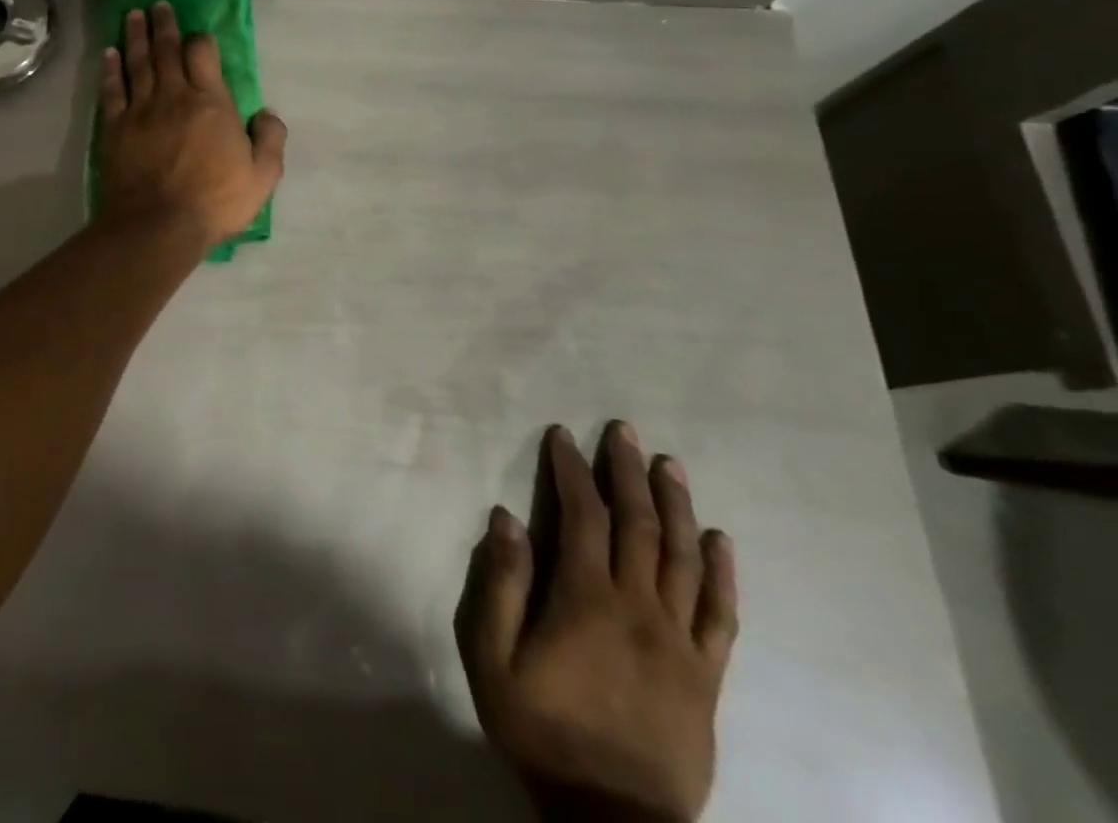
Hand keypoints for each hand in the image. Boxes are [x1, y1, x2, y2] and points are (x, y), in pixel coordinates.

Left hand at [98, 2, 287, 249]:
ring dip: (136, 36)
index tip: (198, 34)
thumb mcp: (263, 176)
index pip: (203, 54)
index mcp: (210, 102)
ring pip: (137, 62)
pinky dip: (111, 69)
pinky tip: (109, 53)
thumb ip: (270, 139)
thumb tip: (266, 113)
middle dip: (163, 25)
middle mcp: (174, 96)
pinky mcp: (115, 127)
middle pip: (166, 50)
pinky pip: (112, 89)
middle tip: (158, 5)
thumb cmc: (215, 201)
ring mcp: (140, 109)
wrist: (159, 224)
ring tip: (134, 15)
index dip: (200, 40)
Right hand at [457, 424, 737, 822]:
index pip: (582, 515)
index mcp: (586, 599)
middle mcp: (639, 608)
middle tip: (623, 431)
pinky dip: (721, 573)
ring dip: (676, 506)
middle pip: (637, 525)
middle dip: (626, 472)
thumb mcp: (494, 658)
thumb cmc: (543, 729)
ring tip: (670, 464)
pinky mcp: (706, 675)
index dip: (572, 471)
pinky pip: (720, 615)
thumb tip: (507, 518)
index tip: (563, 436)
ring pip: (682, 558)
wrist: (613, 819)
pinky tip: (720, 540)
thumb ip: (501, 585)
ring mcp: (679, 641)